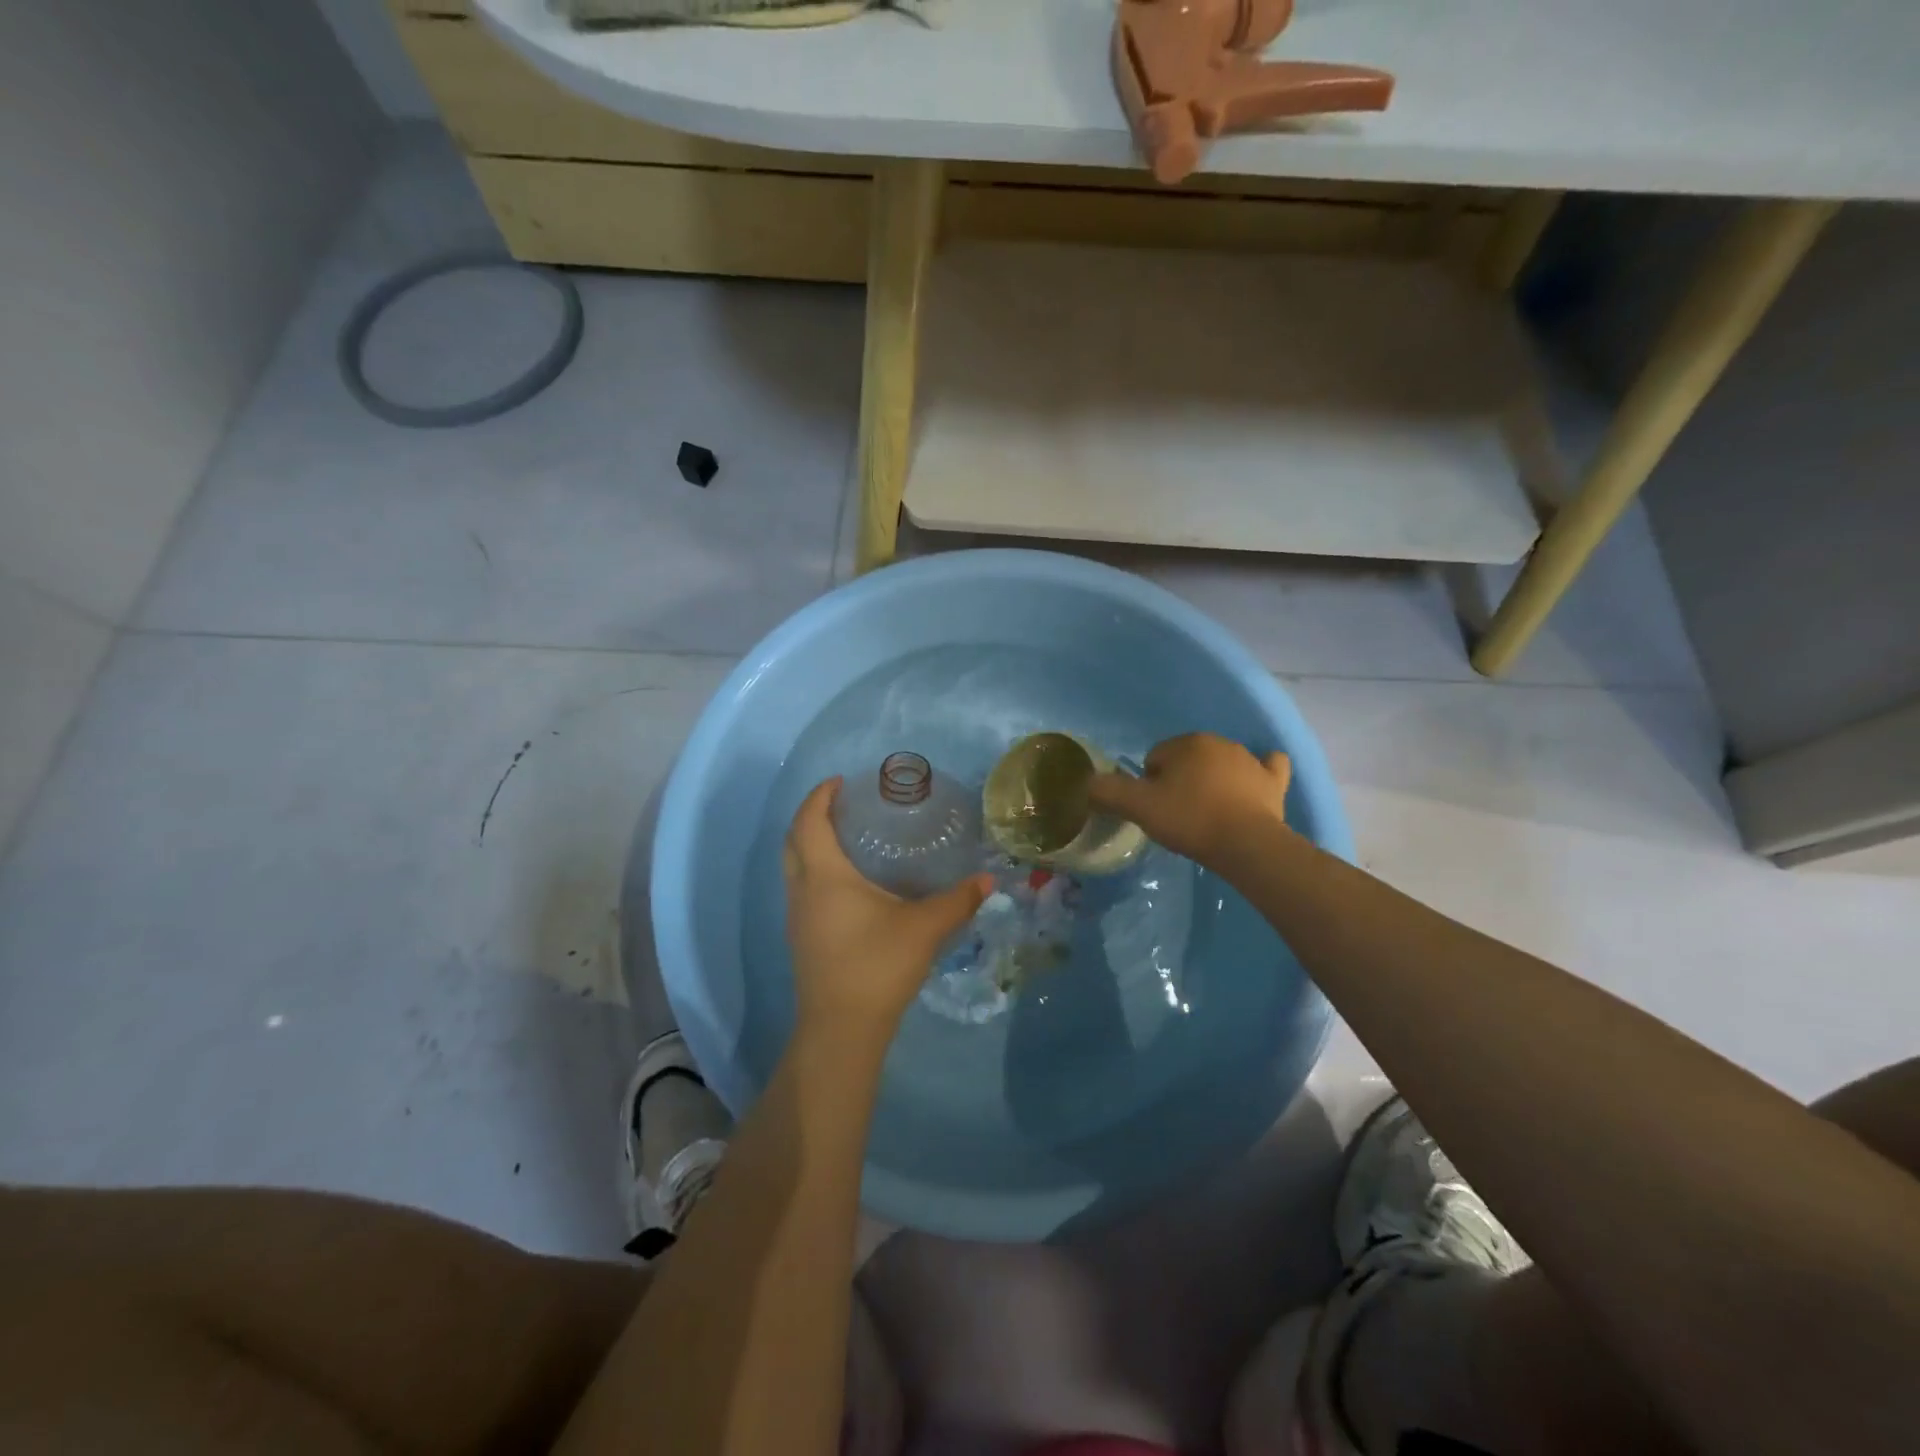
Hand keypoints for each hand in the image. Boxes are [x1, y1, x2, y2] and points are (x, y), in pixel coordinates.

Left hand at [783, 778, 992, 1036]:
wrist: (841, 1029)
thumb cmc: (878, 966)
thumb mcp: (925, 928)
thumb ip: (958, 901)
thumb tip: (987, 880)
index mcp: (825, 876)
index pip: (810, 822)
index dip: (820, 796)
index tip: (840, 781)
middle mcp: (802, 890)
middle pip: (793, 841)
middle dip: (811, 816)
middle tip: (842, 805)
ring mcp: (797, 917)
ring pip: (794, 867)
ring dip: (811, 844)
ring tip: (848, 838)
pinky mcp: (802, 938)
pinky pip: (801, 888)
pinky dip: (816, 870)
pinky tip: (849, 884)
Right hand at [1087, 733, 1292, 871]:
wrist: (1246, 844)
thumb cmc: (1189, 820)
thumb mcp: (1138, 807)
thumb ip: (1107, 792)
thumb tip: (1086, 783)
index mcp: (1185, 743)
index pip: (1154, 759)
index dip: (1148, 785)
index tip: (1154, 810)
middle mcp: (1218, 743)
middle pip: (1186, 760)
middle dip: (1179, 781)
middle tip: (1177, 815)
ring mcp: (1249, 760)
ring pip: (1220, 765)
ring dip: (1211, 782)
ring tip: (1207, 815)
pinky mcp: (1273, 781)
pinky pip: (1267, 767)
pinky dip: (1260, 773)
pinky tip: (1255, 784)